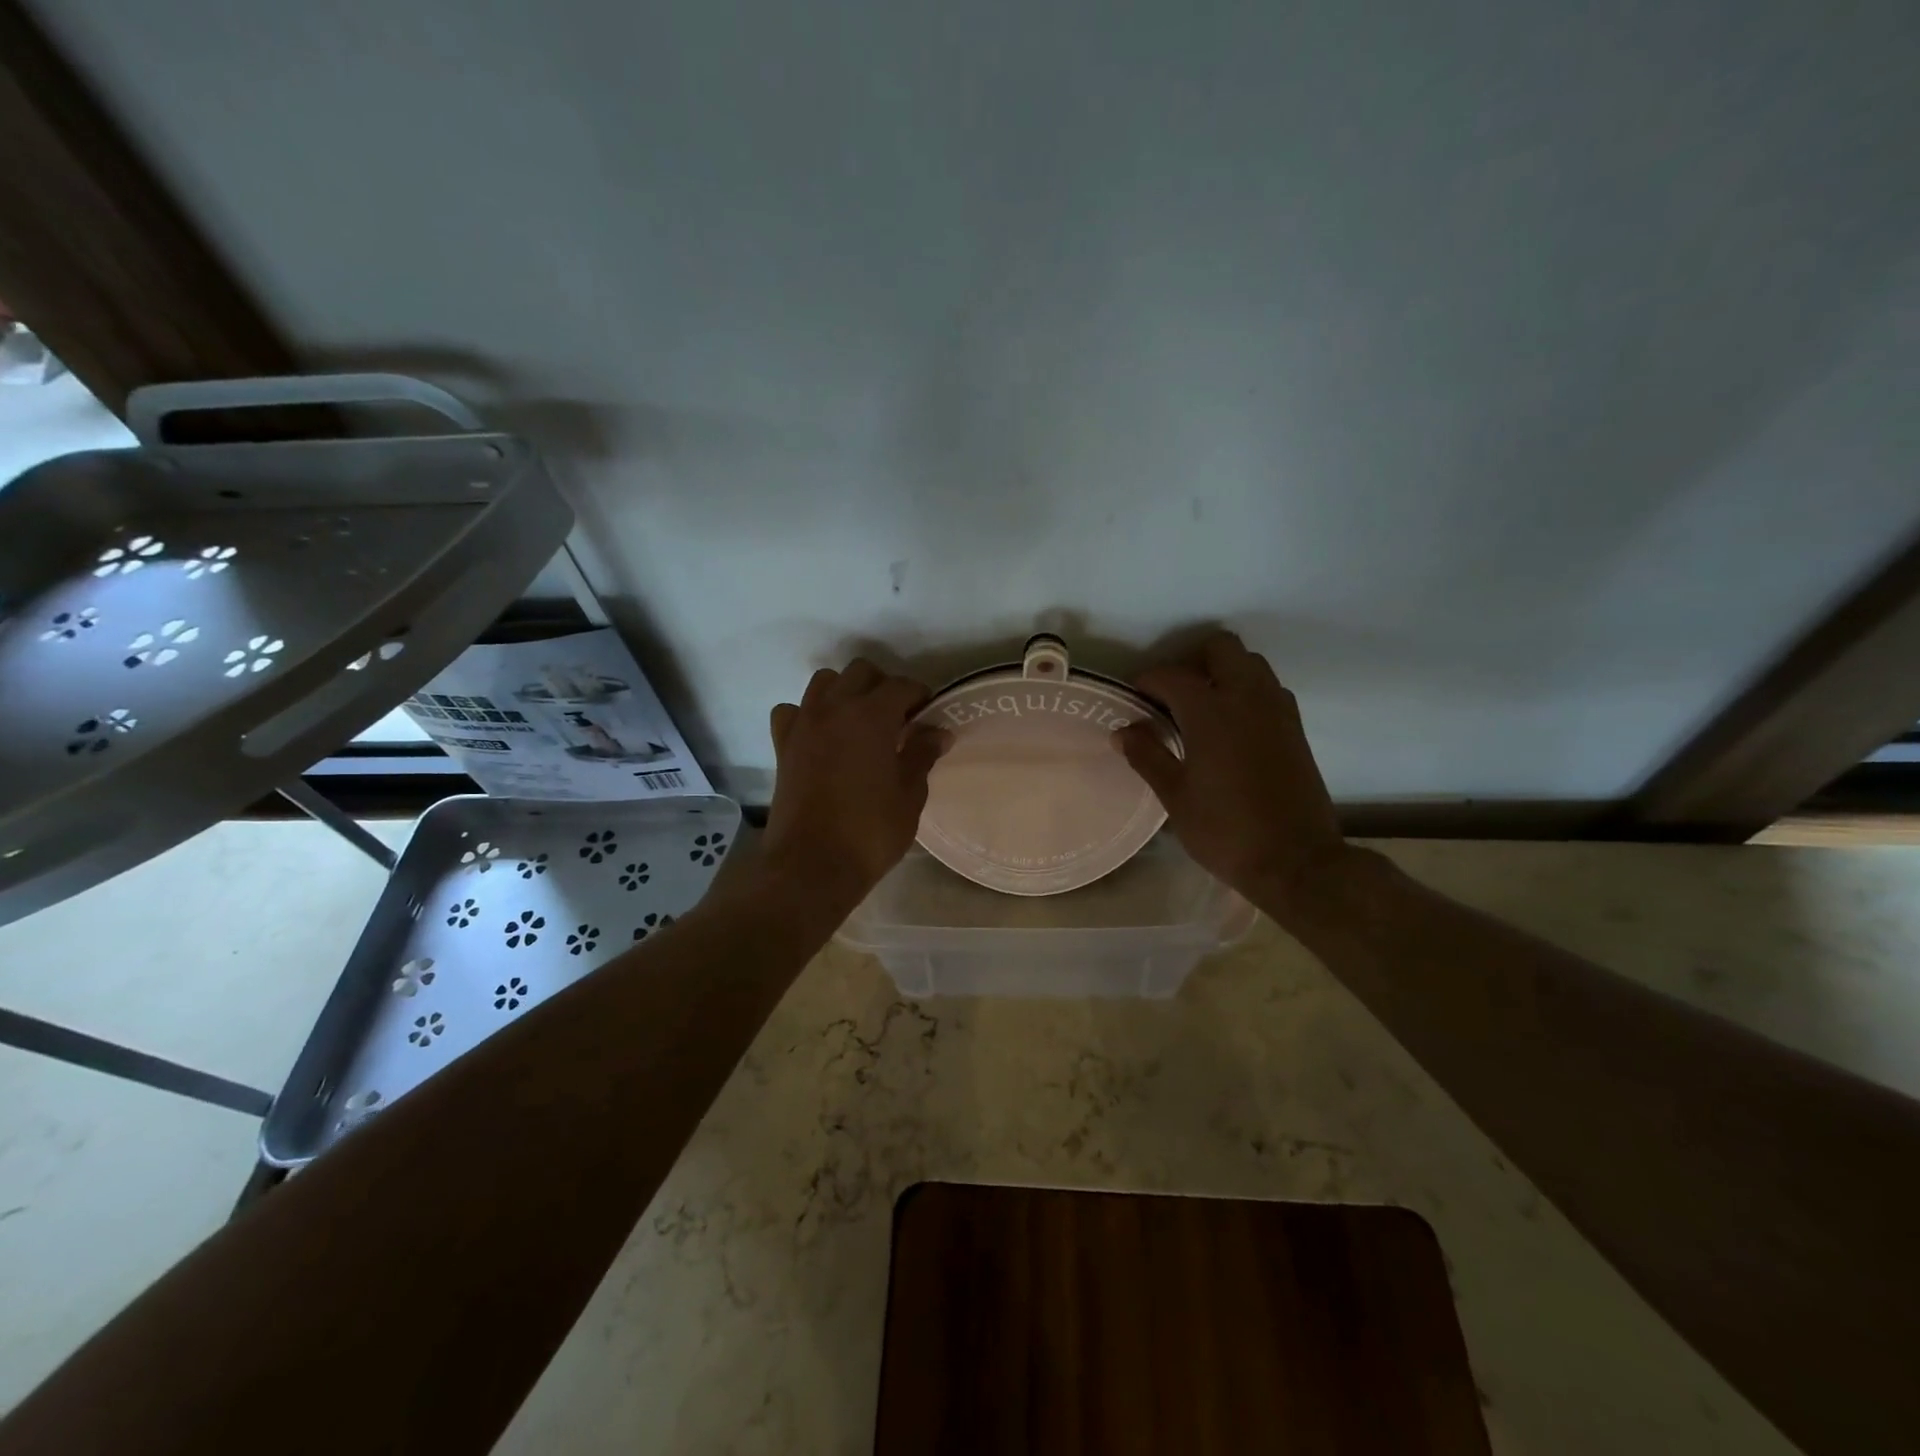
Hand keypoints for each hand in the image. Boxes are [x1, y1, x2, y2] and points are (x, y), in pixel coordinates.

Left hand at [762, 658, 946, 903]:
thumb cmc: (870, 832)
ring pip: (824, 682)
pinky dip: (807, 714)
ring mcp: (803, 724)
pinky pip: (793, 711)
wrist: (811, 866)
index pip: (901, 686)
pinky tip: (821, 736)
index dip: (919, 696)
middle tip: (897, 718)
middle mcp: (834, 708)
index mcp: (871, 716)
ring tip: (860, 722)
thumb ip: (922, 755)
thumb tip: (938, 731)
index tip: (928, 716)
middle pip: (860, 672)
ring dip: (845, 692)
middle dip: (882, 686)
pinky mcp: (782, 745)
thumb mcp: (909, 795)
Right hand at [1116, 632, 1349, 918]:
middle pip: (1221, 648)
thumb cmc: (1226, 830)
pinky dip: (1246, 691)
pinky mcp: (1296, 728)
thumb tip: (1123, 731)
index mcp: (1211, 711)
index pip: (1171, 675)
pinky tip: (1230, 728)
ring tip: (1200, 709)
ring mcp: (1278, 710)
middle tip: (1171, 696)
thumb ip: (1147, 756)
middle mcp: (1247, 697)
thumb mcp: (1175, 797)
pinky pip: (1268, 688)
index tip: (1132, 698)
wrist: (1297, 862)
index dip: (1146, 681)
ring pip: (1250, 664)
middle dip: (1191, 661)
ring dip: (1223, 673)